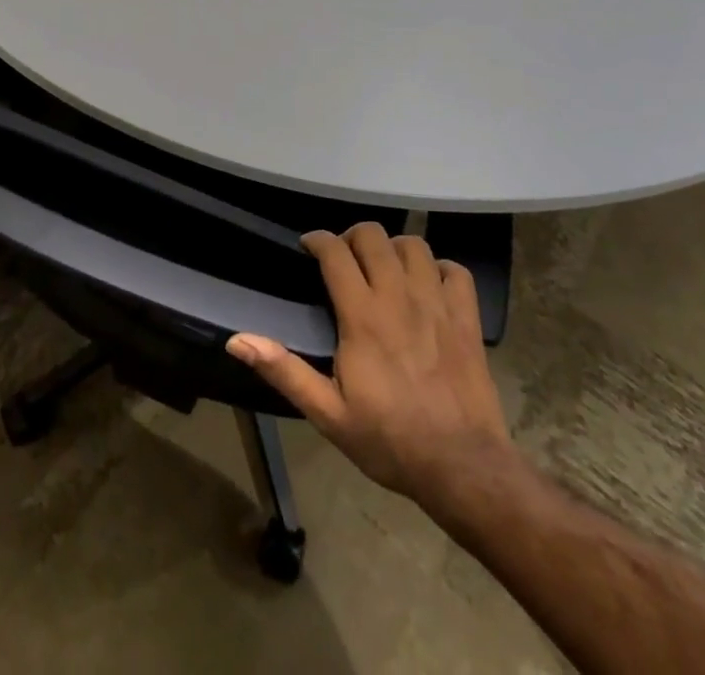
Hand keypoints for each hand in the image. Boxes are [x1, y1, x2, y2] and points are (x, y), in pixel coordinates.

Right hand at [226, 223, 509, 506]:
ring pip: (414, 245)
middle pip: (374, 236)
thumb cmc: (390, 440)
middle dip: (353, 237)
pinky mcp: (467, 317)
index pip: (335, 252)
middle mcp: (399, 296)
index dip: (318, 240)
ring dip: (394, 249)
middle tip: (345, 260)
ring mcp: (437, 303)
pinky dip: (439, 268)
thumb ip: (284, 371)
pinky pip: (454, 270)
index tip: (309, 247)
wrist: (463, 468)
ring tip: (385, 269)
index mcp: (362, 316)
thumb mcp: (328, 414)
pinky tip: (428, 286)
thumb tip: (237, 341)